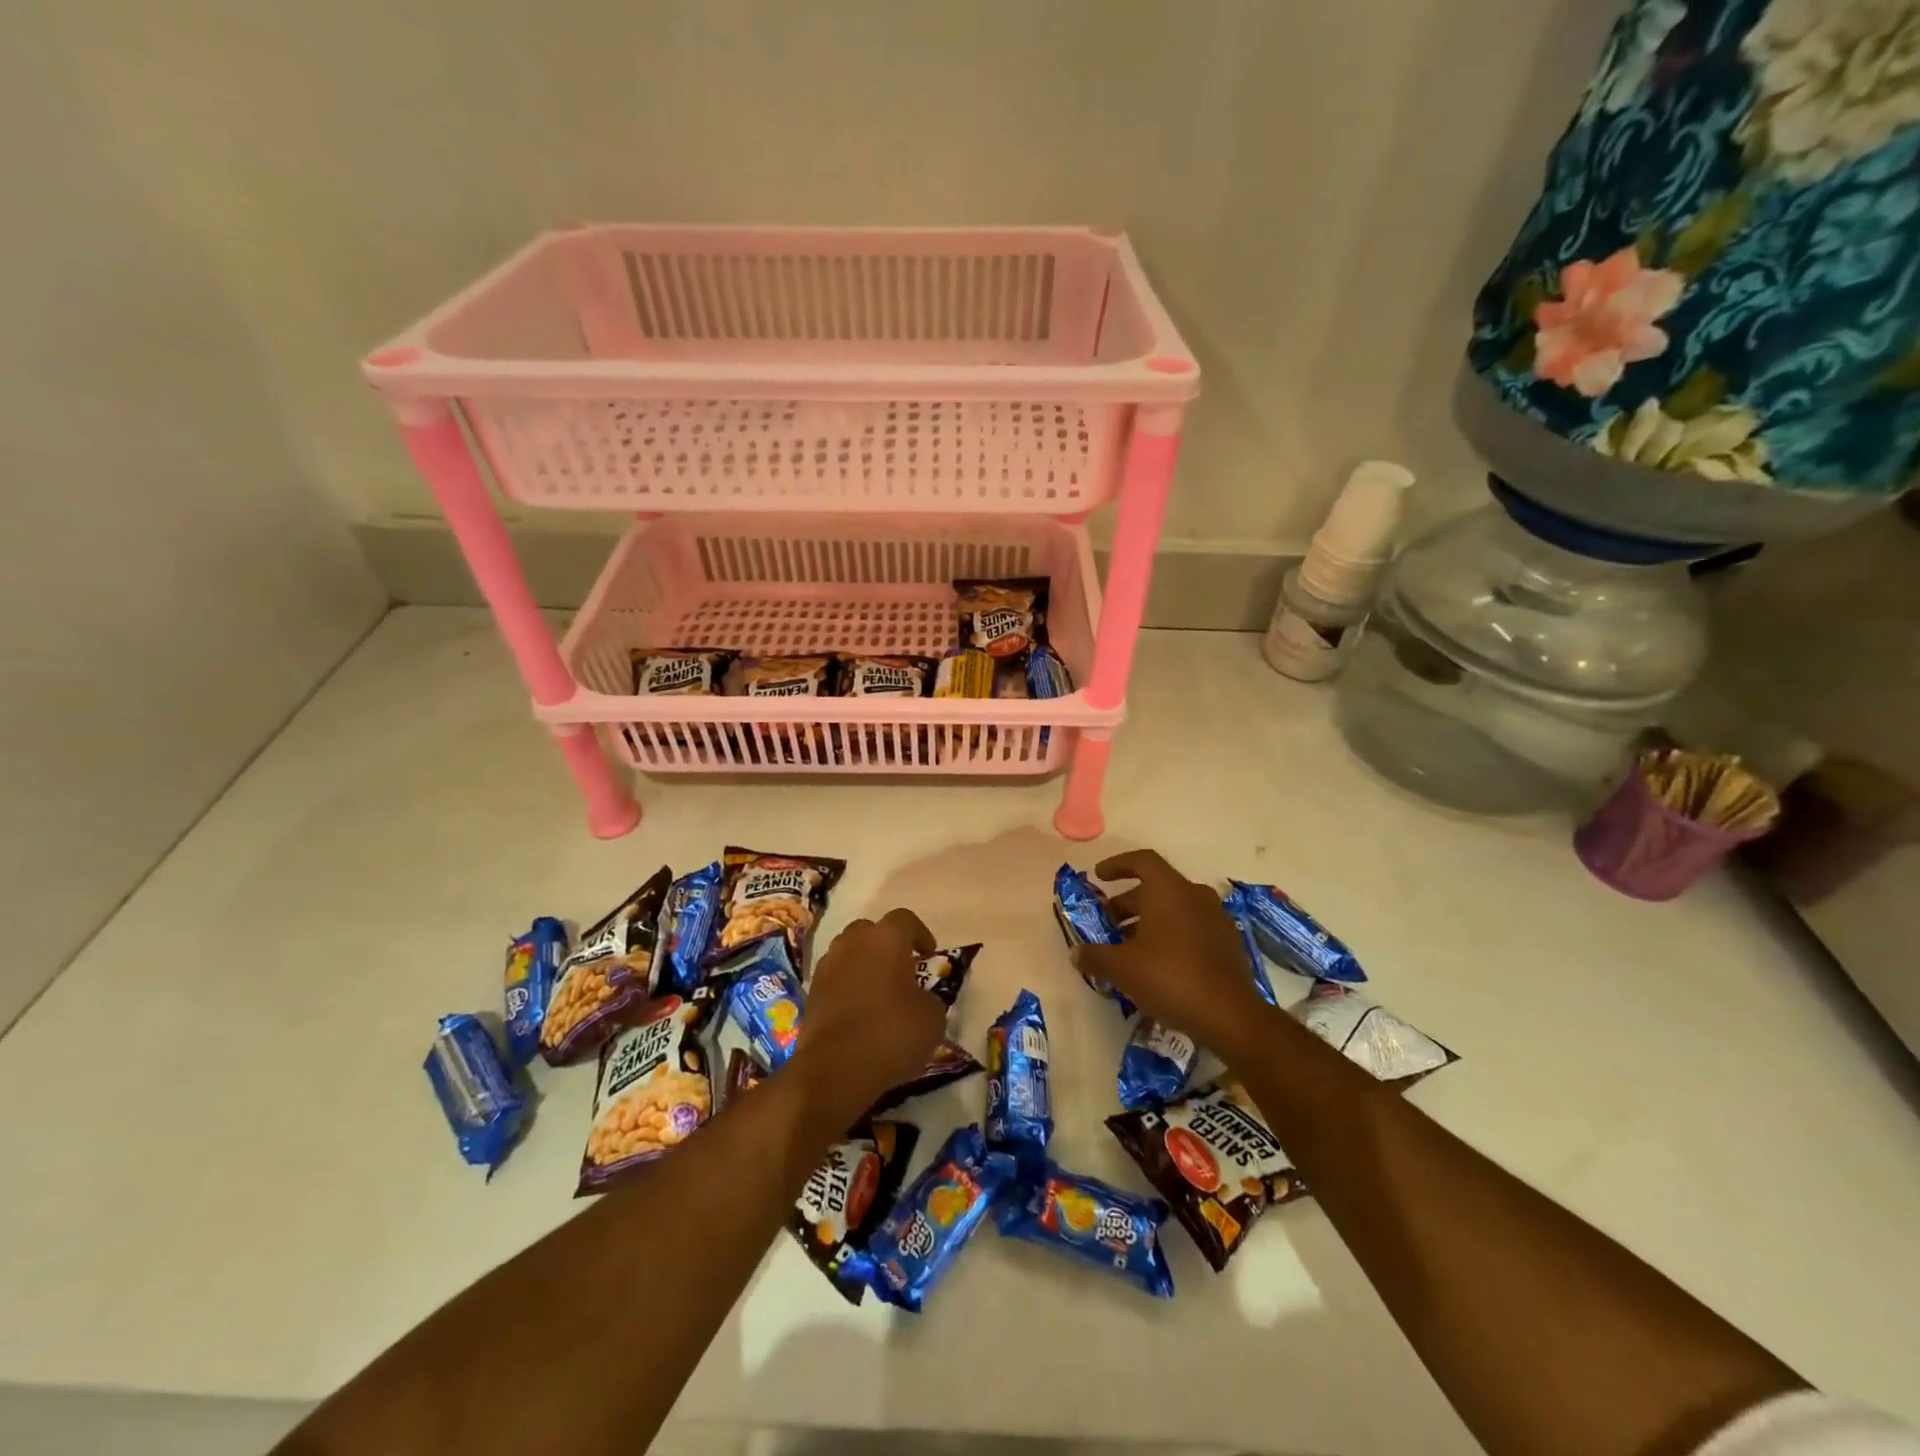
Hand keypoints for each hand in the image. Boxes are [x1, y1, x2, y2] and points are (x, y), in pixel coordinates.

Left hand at [790, 908, 945, 1130]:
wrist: (835, 1069)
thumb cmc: (891, 1034)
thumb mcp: (932, 1017)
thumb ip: (929, 997)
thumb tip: (919, 998)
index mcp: (886, 938)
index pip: (905, 919)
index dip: (920, 934)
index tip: (929, 955)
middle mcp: (853, 942)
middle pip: (871, 931)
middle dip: (887, 945)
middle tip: (902, 970)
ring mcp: (828, 965)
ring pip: (849, 953)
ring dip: (864, 964)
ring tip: (879, 992)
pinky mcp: (811, 991)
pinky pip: (835, 978)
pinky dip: (847, 986)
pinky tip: (859, 1011)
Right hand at [1073, 849, 1271, 1053]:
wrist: (1230, 1016)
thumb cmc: (1169, 977)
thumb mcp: (1122, 968)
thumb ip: (1095, 956)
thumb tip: (1077, 953)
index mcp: (1169, 890)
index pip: (1142, 861)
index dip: (1117, 864)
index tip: (1098, 876)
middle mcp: (1195, 895)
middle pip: (1156, 887)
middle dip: (1128, 902)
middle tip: (1107, 922)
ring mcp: (1216, 919)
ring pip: (1175, 909)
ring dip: (1148, 921)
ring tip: (1127, 947)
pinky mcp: (1227, 944)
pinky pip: (1191, 928)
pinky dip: (1170, 936)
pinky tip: (1156, 964)